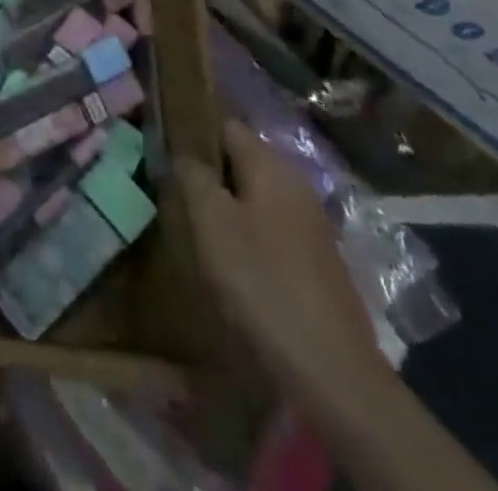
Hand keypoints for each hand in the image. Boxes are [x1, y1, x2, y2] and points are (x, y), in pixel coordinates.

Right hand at [178, 121, 386, 407]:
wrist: (332, 372)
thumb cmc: (262, 282)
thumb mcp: (211, 222)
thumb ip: (193, 175)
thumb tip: (184, 152)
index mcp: (271, 166)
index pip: (225, 125)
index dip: (193, 131)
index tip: (164, 149)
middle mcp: (296, 185)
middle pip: (242, 160)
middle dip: (209, 171)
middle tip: (174, 190)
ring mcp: (311, 225)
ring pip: (256, 196)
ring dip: (227, 205)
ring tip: (195, 225)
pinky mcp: (317, 262)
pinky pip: (272, 228)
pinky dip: (248, 234)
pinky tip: (230, 260)